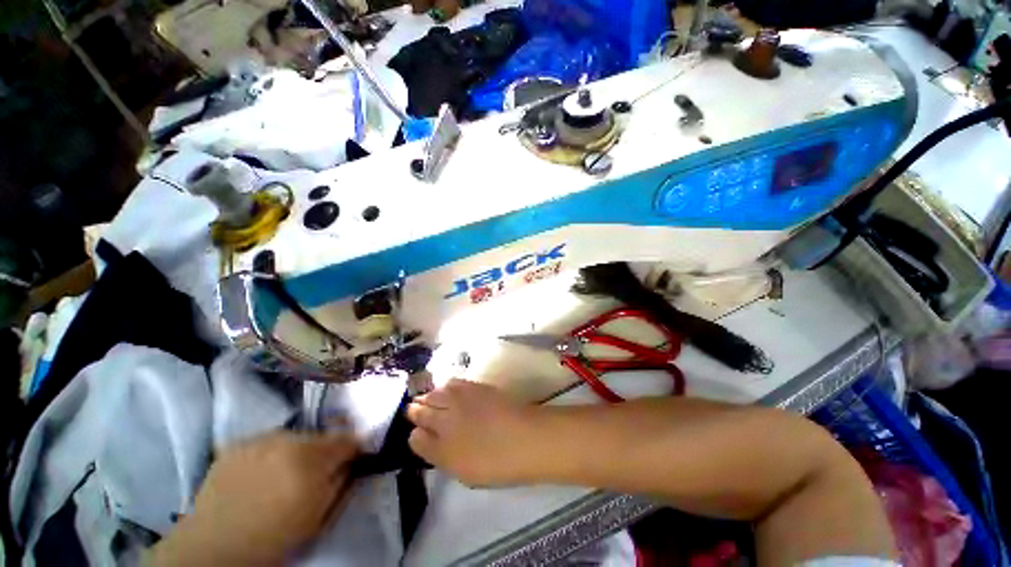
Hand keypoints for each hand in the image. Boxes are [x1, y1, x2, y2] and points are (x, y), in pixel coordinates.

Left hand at [148, 431, 358, 565]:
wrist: (214, 548)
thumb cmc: (274, 538)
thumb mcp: (320, 516)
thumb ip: (341, 482)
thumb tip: (351, 462)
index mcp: (311, 457)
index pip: (347, 439)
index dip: (353, 448)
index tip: (353, 457)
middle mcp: (287, 439)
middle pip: (320, 436)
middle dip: (323, 451)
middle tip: (314, 473)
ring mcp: (258, 439)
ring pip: (293, 437)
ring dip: (296, 451)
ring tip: (283, 475)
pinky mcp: (236, 444)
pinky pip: (265, 442)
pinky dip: (269, 454)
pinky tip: (259, 474)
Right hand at [406, 379, 542, 485]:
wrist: (526, 437)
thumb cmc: (497, 463)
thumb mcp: (463, 470)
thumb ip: (440, 455)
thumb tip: (424, 439)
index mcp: (441, 448)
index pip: (416, 437)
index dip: (415, 434)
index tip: (418, 433)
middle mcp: (445, 419)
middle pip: (420, 410)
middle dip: (415, 410)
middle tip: (414, 410)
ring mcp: (459, 400)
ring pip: (434, 393)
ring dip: (429, 396)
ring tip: (428, 399)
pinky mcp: (474, 386)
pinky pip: (452, 382)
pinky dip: (445, 386)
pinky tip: (447, 388)